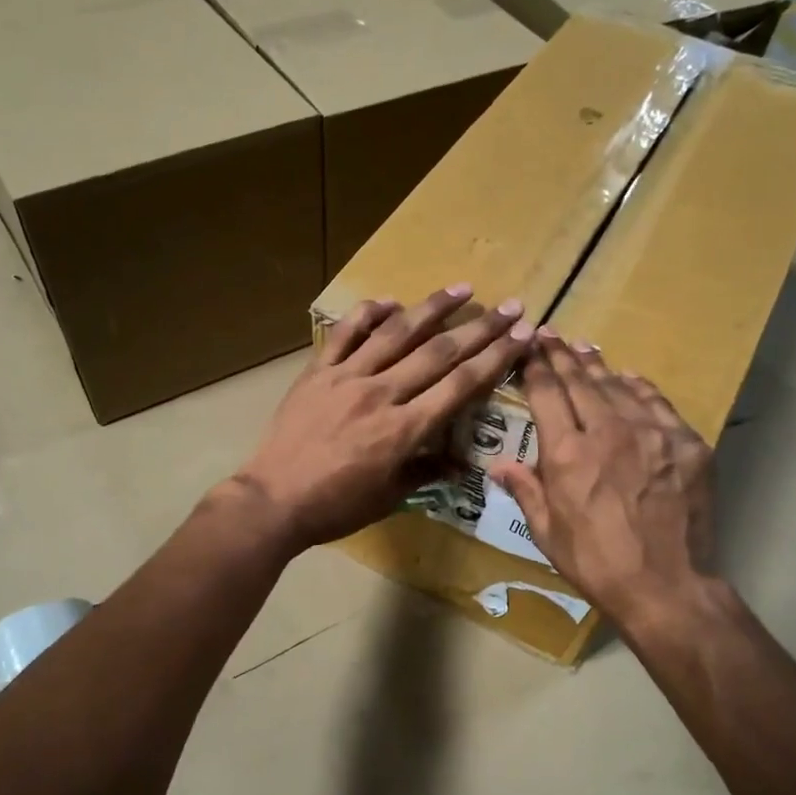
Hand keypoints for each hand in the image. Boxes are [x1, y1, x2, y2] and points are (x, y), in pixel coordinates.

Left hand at [232, 286, 534, 554]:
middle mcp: (381, 394)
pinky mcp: (317, 372)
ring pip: (396, 334)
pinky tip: (390, 300)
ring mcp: (347, 378)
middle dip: (479, 329)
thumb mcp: (388, 498)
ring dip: (432, 309)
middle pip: (438, 353)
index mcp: (403, 430)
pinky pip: (345, 335)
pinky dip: (368, 314)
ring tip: (462, 288)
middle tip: (510, 306)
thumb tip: (460, 464)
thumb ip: (425, 472)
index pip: (459, 386)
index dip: (494, 359)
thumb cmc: (335, 506)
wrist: (273, 500)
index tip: (521, 336)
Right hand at [489, 335, 717, 630]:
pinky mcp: (685, 444)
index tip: (528, 347)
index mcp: (567, 452)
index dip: (535, 367)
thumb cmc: (596, 563)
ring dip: (597, 366)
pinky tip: (629, 378)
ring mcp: (652, 433)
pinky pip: (657, 403)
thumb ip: (525, 489)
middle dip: (561, 355)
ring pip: (619, 386)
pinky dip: (639, 387)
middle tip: (550, 334)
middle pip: (581, 381)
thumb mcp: (547, 532)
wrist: (666, 585)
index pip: (547, 394)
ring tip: (583, 348)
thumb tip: (498, 465)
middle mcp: (608, 430)